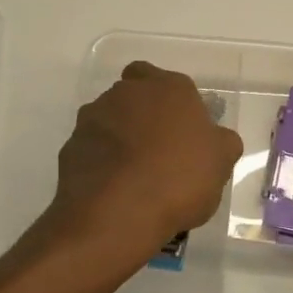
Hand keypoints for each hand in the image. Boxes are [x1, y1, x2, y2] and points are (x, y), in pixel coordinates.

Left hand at [39, 61, 242, 280]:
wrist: (117, 214)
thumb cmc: (179, 179)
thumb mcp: (221, 162)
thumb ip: (220, 142)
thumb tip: (215, 139)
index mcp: (168, 88)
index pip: (164, 78)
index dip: (169, 100)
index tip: (179, 127)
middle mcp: (127, 93)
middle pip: (133, 95)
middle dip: (142, 115)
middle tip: (158, 149)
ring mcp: (94, 118)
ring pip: (108, 119)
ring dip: (118, 138)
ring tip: (134, 175)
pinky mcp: (70, 146)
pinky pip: (90, 149)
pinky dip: (100, 162)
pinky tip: (114, 189)